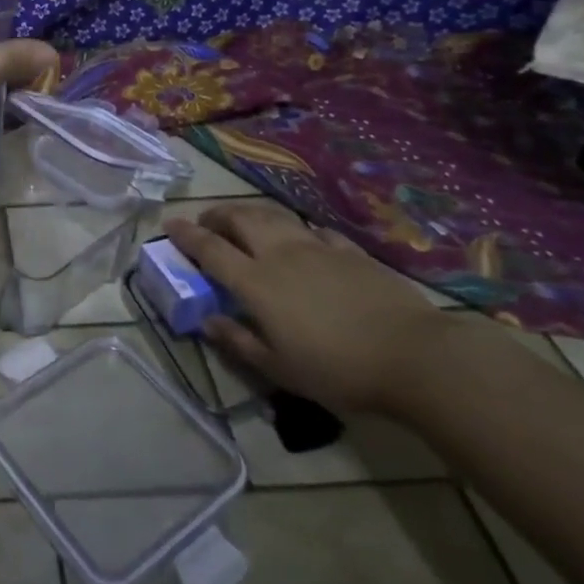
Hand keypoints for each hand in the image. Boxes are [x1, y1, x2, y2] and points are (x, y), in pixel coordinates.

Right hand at [163, 203, 464, 414]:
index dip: (186, 235)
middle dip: (216, 215)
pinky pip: (314, 230)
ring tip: (243, 222)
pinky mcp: (349, 251)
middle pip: (239, 219)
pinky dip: (297, 230)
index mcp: (255, 282)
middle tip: (206, 223)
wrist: (413, 356)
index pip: (210, 249)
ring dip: (250, 214)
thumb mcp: (279, 368)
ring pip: (274, 216)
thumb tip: (207, 321)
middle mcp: (279, 254)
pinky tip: (302, 239)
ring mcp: (317, 248)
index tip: (169, 224)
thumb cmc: (337, 369)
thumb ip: (238, 341)